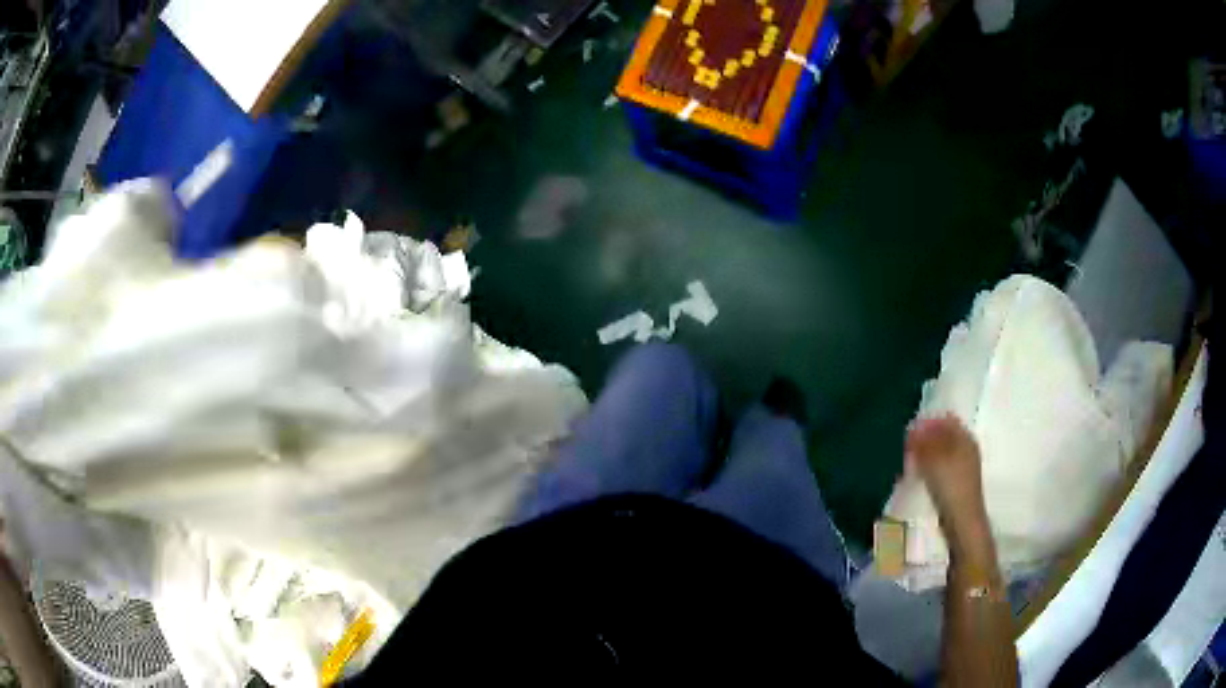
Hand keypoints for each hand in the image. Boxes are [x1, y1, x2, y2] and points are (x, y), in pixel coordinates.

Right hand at [906, 415, 989, 555]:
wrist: (962, 522)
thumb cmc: (951, 487)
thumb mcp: (934, 460)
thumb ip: (923, 442)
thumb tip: (912, 428)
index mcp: (965, 438)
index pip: (945, 419)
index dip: (927, 422)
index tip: (909, 431)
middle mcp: (967, 448)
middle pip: (944, 435)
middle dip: (926, 437)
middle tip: (906, 445)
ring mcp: (963, 467)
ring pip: (942, 451)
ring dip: (926, 452)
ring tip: (909, 460)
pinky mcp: (957, 483)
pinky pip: (941, 466)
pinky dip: (929, 466)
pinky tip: (919, 475)